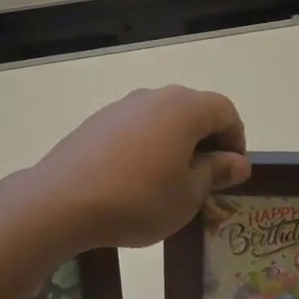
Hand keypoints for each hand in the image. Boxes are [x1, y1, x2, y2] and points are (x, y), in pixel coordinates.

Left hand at [33, 87, 249, 248]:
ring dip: (174, 145)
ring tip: (169, 184)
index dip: (236, 141)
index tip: (231, 174)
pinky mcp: (96, 122)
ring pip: (161, 120)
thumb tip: (236, 161)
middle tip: (205, 181)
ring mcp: (120, 107)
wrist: (62, 201)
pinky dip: (146, 147)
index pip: (225, 111)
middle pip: (192, 111)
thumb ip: (215, 172)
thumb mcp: (188, 194)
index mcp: (184, 108)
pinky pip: (134, 129)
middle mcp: (153, 97)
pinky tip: (135, 180)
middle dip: (205, 142)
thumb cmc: (138, 199)